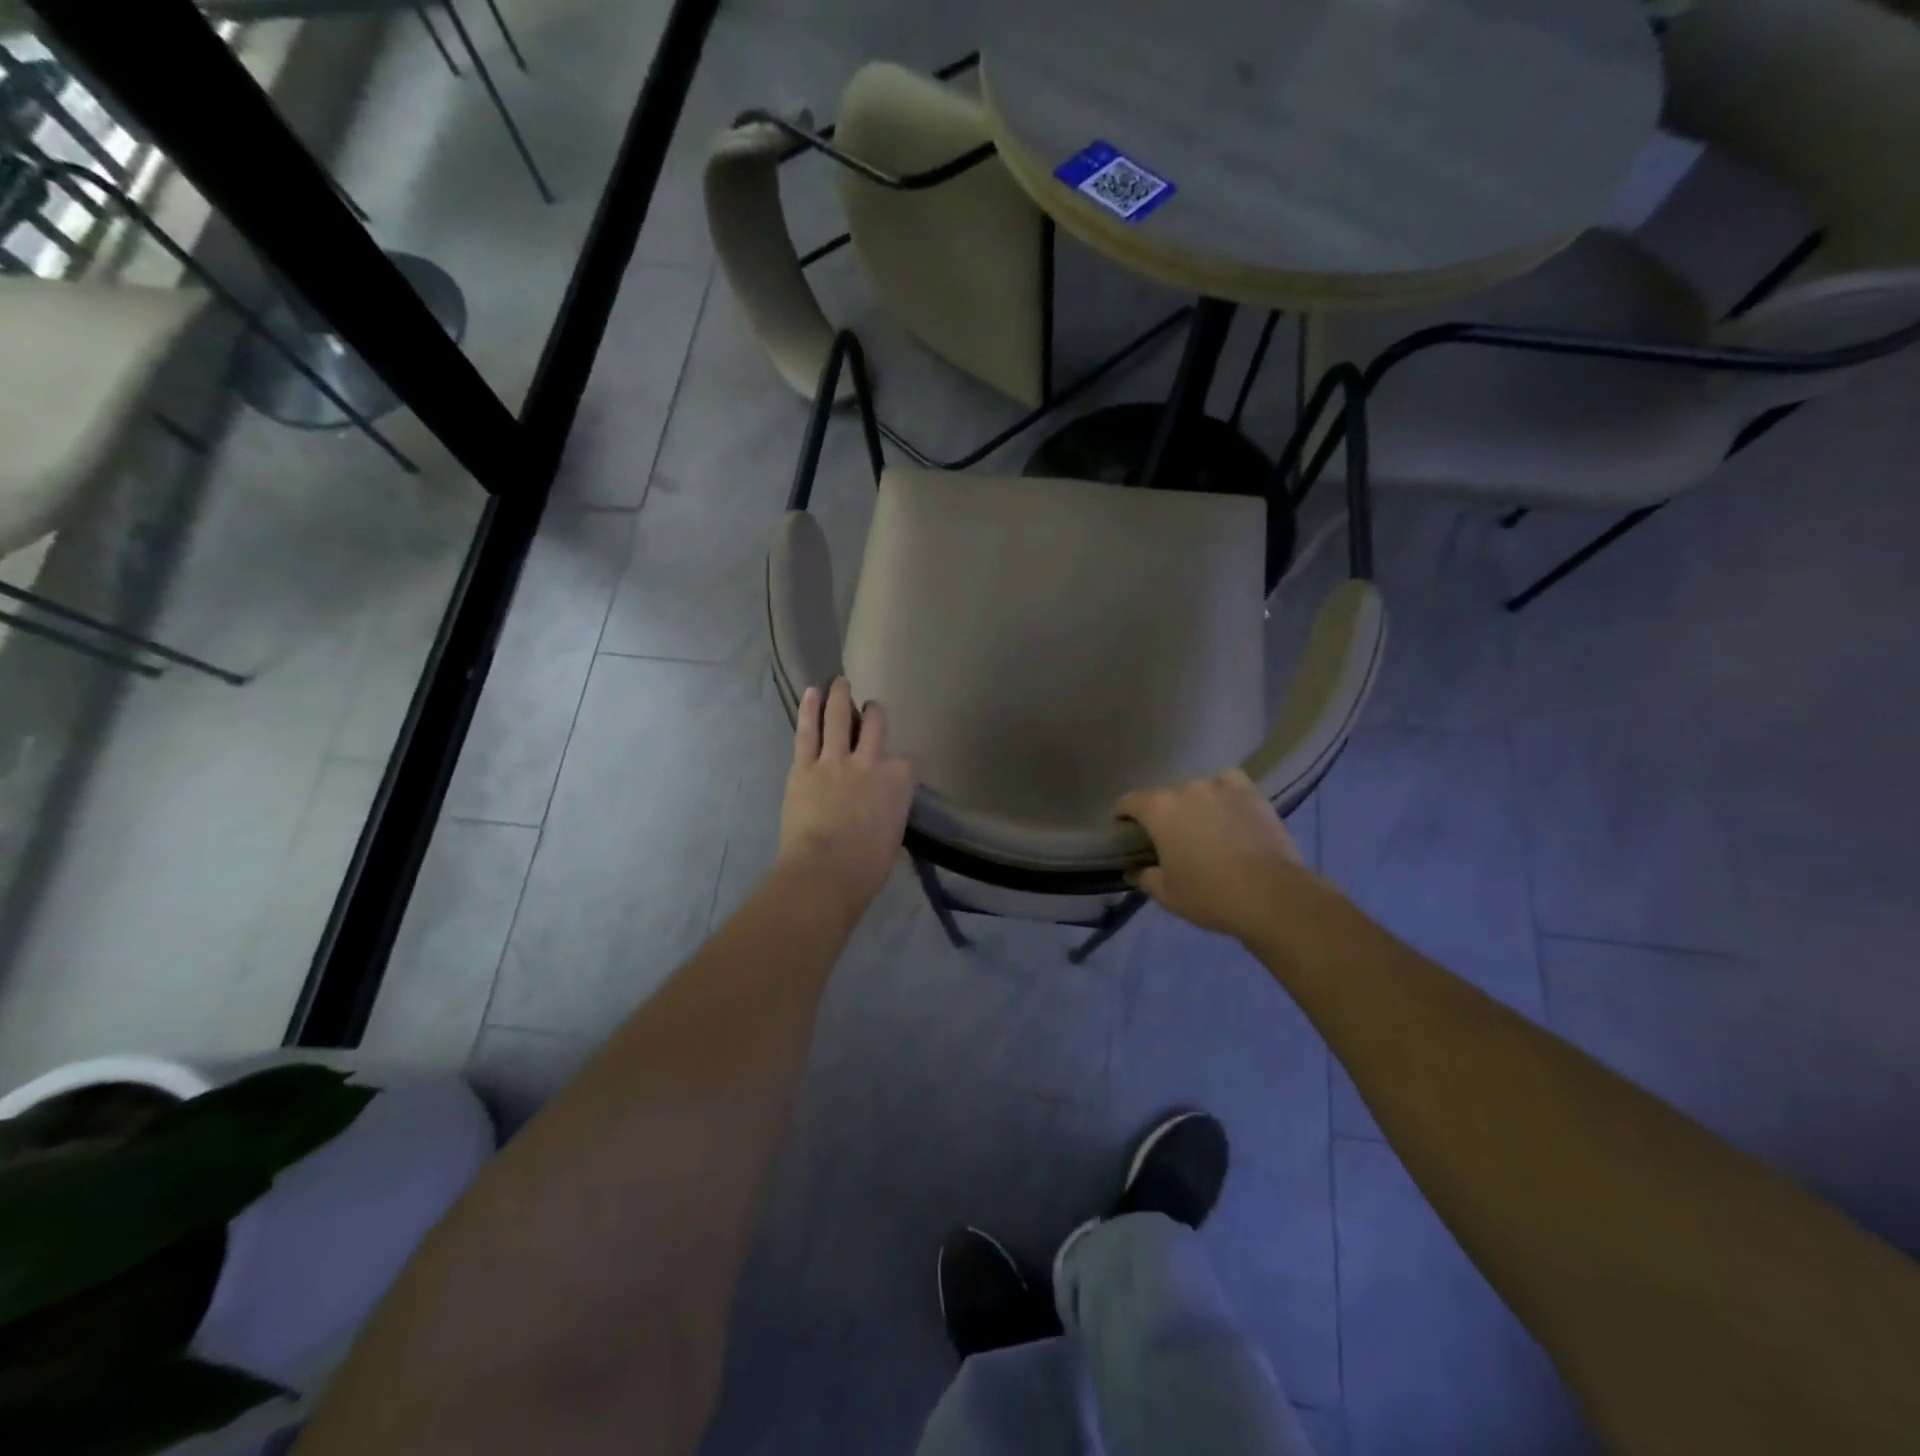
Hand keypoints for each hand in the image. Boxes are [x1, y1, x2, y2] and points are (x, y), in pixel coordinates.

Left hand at [778, 678, 915, 919]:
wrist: (825, 871)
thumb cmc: (866, 866)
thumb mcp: (893, 836)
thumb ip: (891, 811)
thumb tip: (883, 810)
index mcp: (900, 781)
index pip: (909, 762)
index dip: (903, 763)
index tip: (899, 768)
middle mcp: (872, 761)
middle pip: (876, 726)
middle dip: (874, 714)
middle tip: (870, 709)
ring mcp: (836, 760)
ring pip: (840, 718)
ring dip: (841, 696)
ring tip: (840, 682)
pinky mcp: (805, 766)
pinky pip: (808, 731)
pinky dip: (810, 709)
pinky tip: (812, 691)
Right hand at [1115, 770, 1329, 942]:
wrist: (1272, 896)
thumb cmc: (1210, 895)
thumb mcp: (1167, 894)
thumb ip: (1144, 877)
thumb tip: (1133, 870)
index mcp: (1159, 809)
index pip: (1129, 802)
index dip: (1122, 816)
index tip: (1124, 831)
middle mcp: (1186, 788)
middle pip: (1164, 796)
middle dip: (1161, 814)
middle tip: (1168, 839)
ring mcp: (1221, 787)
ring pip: (1197, 790)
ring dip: (1193, 805)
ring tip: (1202, 826)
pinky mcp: (1251, 793)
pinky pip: (1229, 785)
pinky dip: (1223, 794)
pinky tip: (1227, 810)